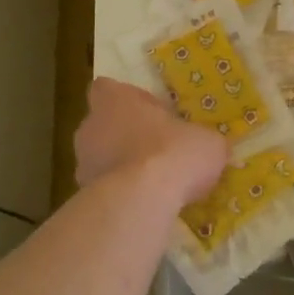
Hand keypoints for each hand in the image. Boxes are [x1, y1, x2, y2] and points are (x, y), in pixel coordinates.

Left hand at [74, 77, 228, 210]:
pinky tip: (143, 205)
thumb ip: (204, 140)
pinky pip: (103, 189)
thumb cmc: (173, 152)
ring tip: (151, 183)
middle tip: (154, 148)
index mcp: (116, 100)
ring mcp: (82, 163)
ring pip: (99, 158)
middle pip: (102, 124)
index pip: (106, 88)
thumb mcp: (208, 142)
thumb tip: (211, 147)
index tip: (146, 111)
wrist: (141, 200)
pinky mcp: (82, 195)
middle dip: (123, 135)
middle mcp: (91, 126)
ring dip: (119, 167)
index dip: (125, 99)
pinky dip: (119, 194)